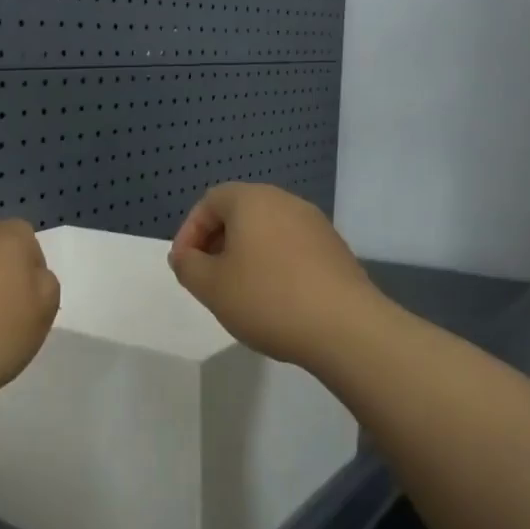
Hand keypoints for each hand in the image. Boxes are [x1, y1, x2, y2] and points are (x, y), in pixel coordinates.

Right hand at [169, 183, 379, 368]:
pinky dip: (273, 265)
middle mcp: (286, 202)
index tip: (184, 265)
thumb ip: (187, 266)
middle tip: (207, 277)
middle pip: (241, 213)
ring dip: (245, 255)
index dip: (189, 231)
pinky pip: (292, 248)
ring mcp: (316, 225)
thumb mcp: (210, 286)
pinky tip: (273, 299)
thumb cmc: (267, 299)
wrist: (345, 328)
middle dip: (217, 242)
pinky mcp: (335, 250)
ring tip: (238, 292)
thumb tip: (186, 256)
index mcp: (252, 201)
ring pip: (267, 231)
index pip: (210, 201)